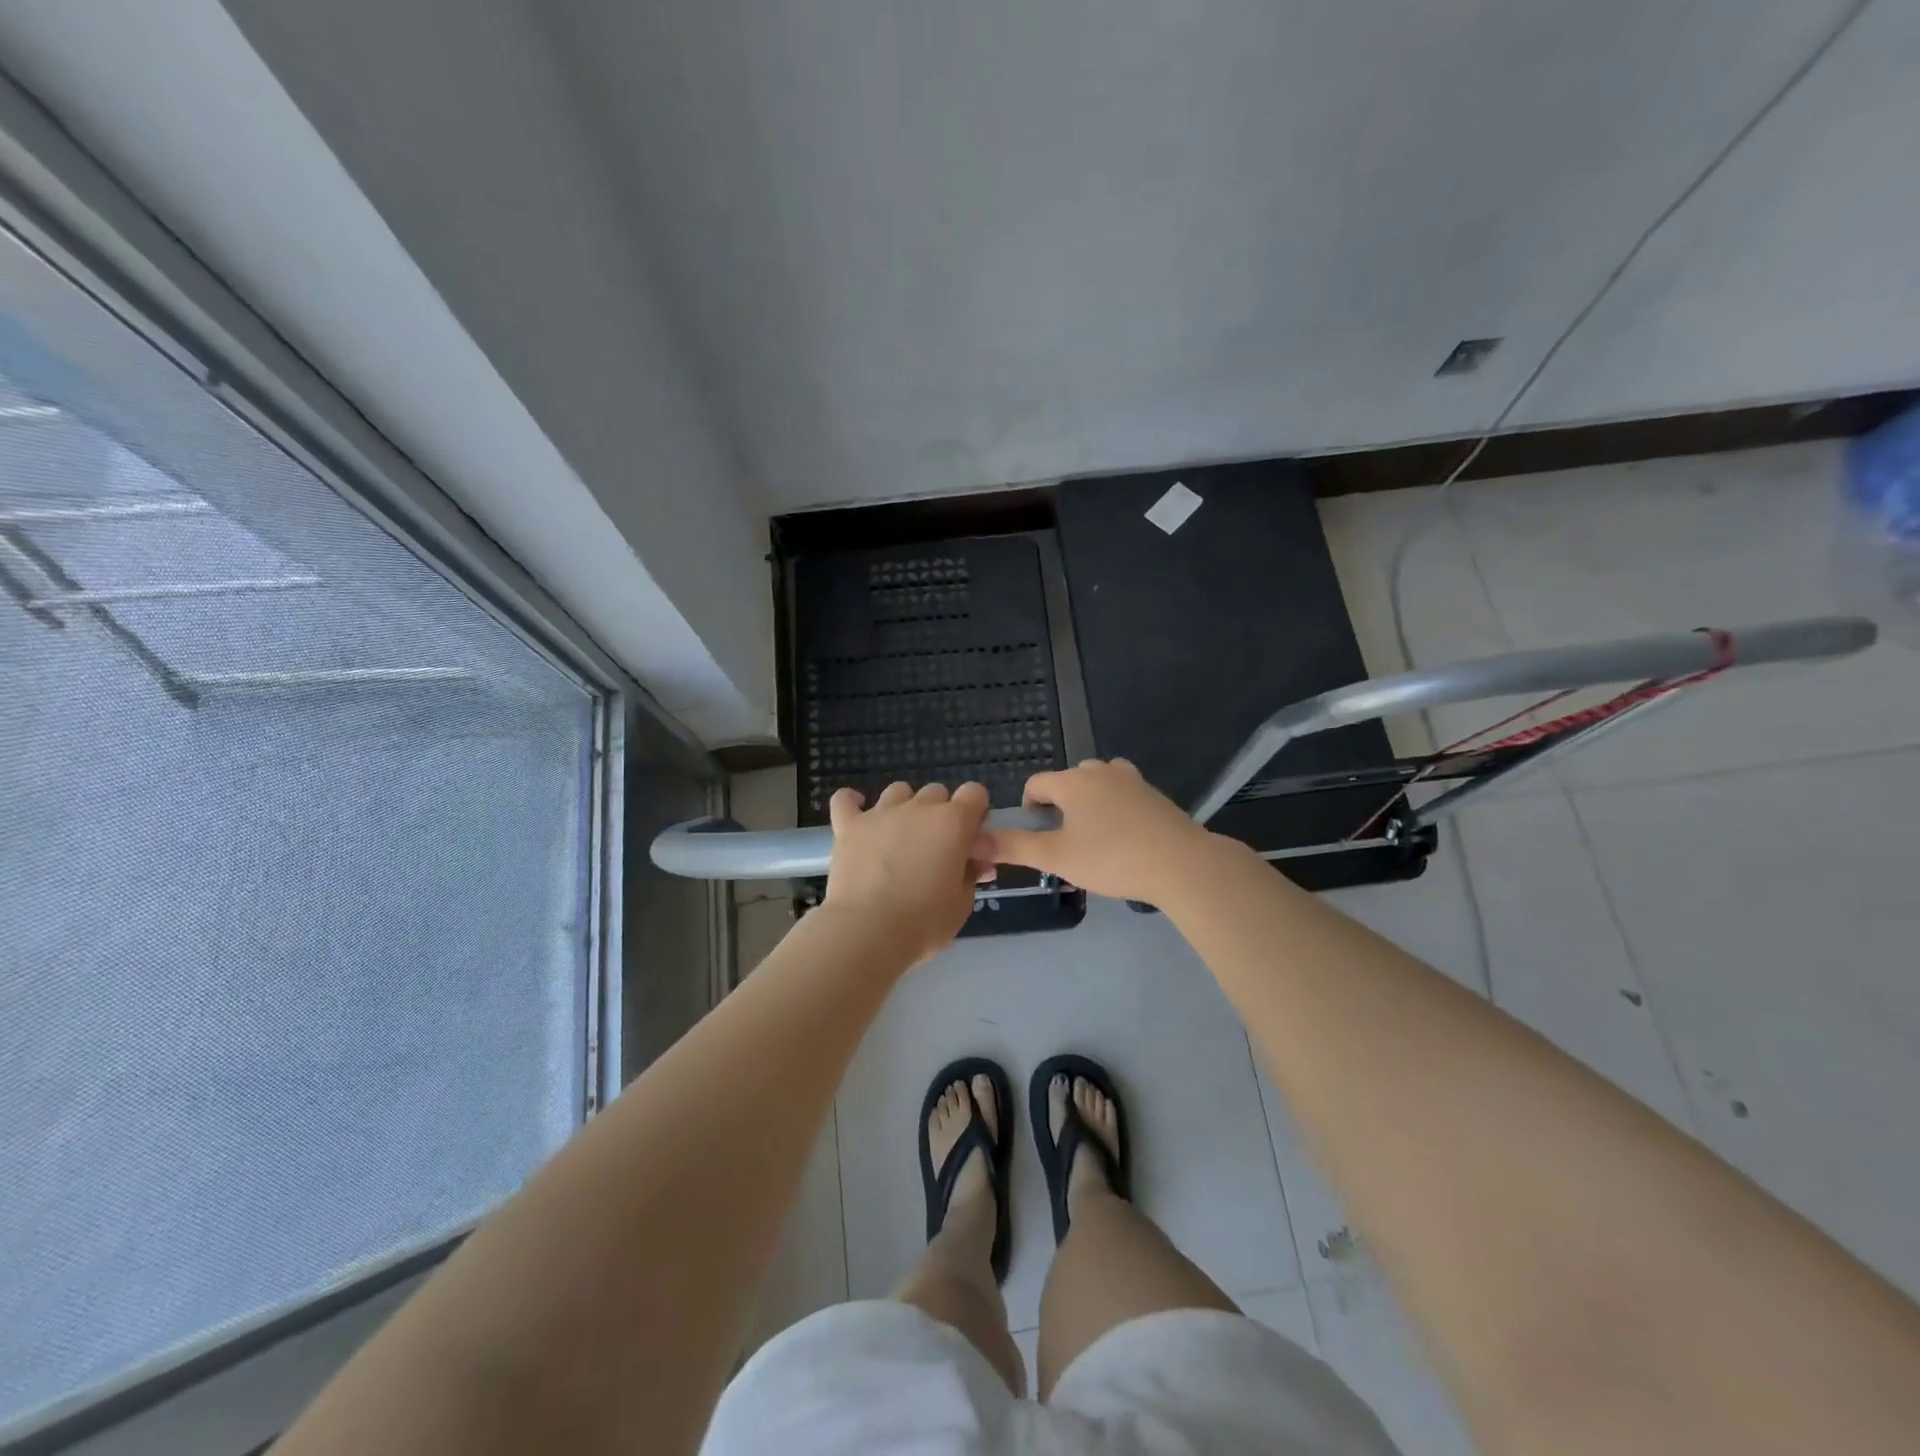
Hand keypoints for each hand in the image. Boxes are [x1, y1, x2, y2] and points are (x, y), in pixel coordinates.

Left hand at [820, 781, 993, 967]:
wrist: (868, 931)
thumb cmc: (924, 922)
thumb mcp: (962, 903)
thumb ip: (971, 874)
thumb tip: (974, 862)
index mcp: (953, 822)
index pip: (975, 793)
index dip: (975, 812)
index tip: (970, 838)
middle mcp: (919, 807)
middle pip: (937, 792)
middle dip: (940, 813)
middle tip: (935, 847)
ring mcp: (881, 813)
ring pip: (899, 791)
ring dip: (904, 807)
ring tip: (899, 837)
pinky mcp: (849, 825)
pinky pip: (846, 799)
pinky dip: (852, 803)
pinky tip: (857, 815)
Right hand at [986, 759, 1216, 901]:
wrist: (1180, 863)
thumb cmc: (1111, 858)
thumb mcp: (1057, 857)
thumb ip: (1015, 847)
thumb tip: (976, 840)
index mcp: (1072, 782)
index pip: (1037, 783)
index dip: (1029, 806)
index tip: (1035, 833)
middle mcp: (1099, 771)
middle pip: (1068, 779)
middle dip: (1060, 803)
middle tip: (1064, 838)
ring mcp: (1131, 779)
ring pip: (1099, 781)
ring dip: (1089, 800)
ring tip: (1092, 833)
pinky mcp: (1153, 793)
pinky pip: (1123, 791)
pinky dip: (1115, 805)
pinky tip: (1122, 834)